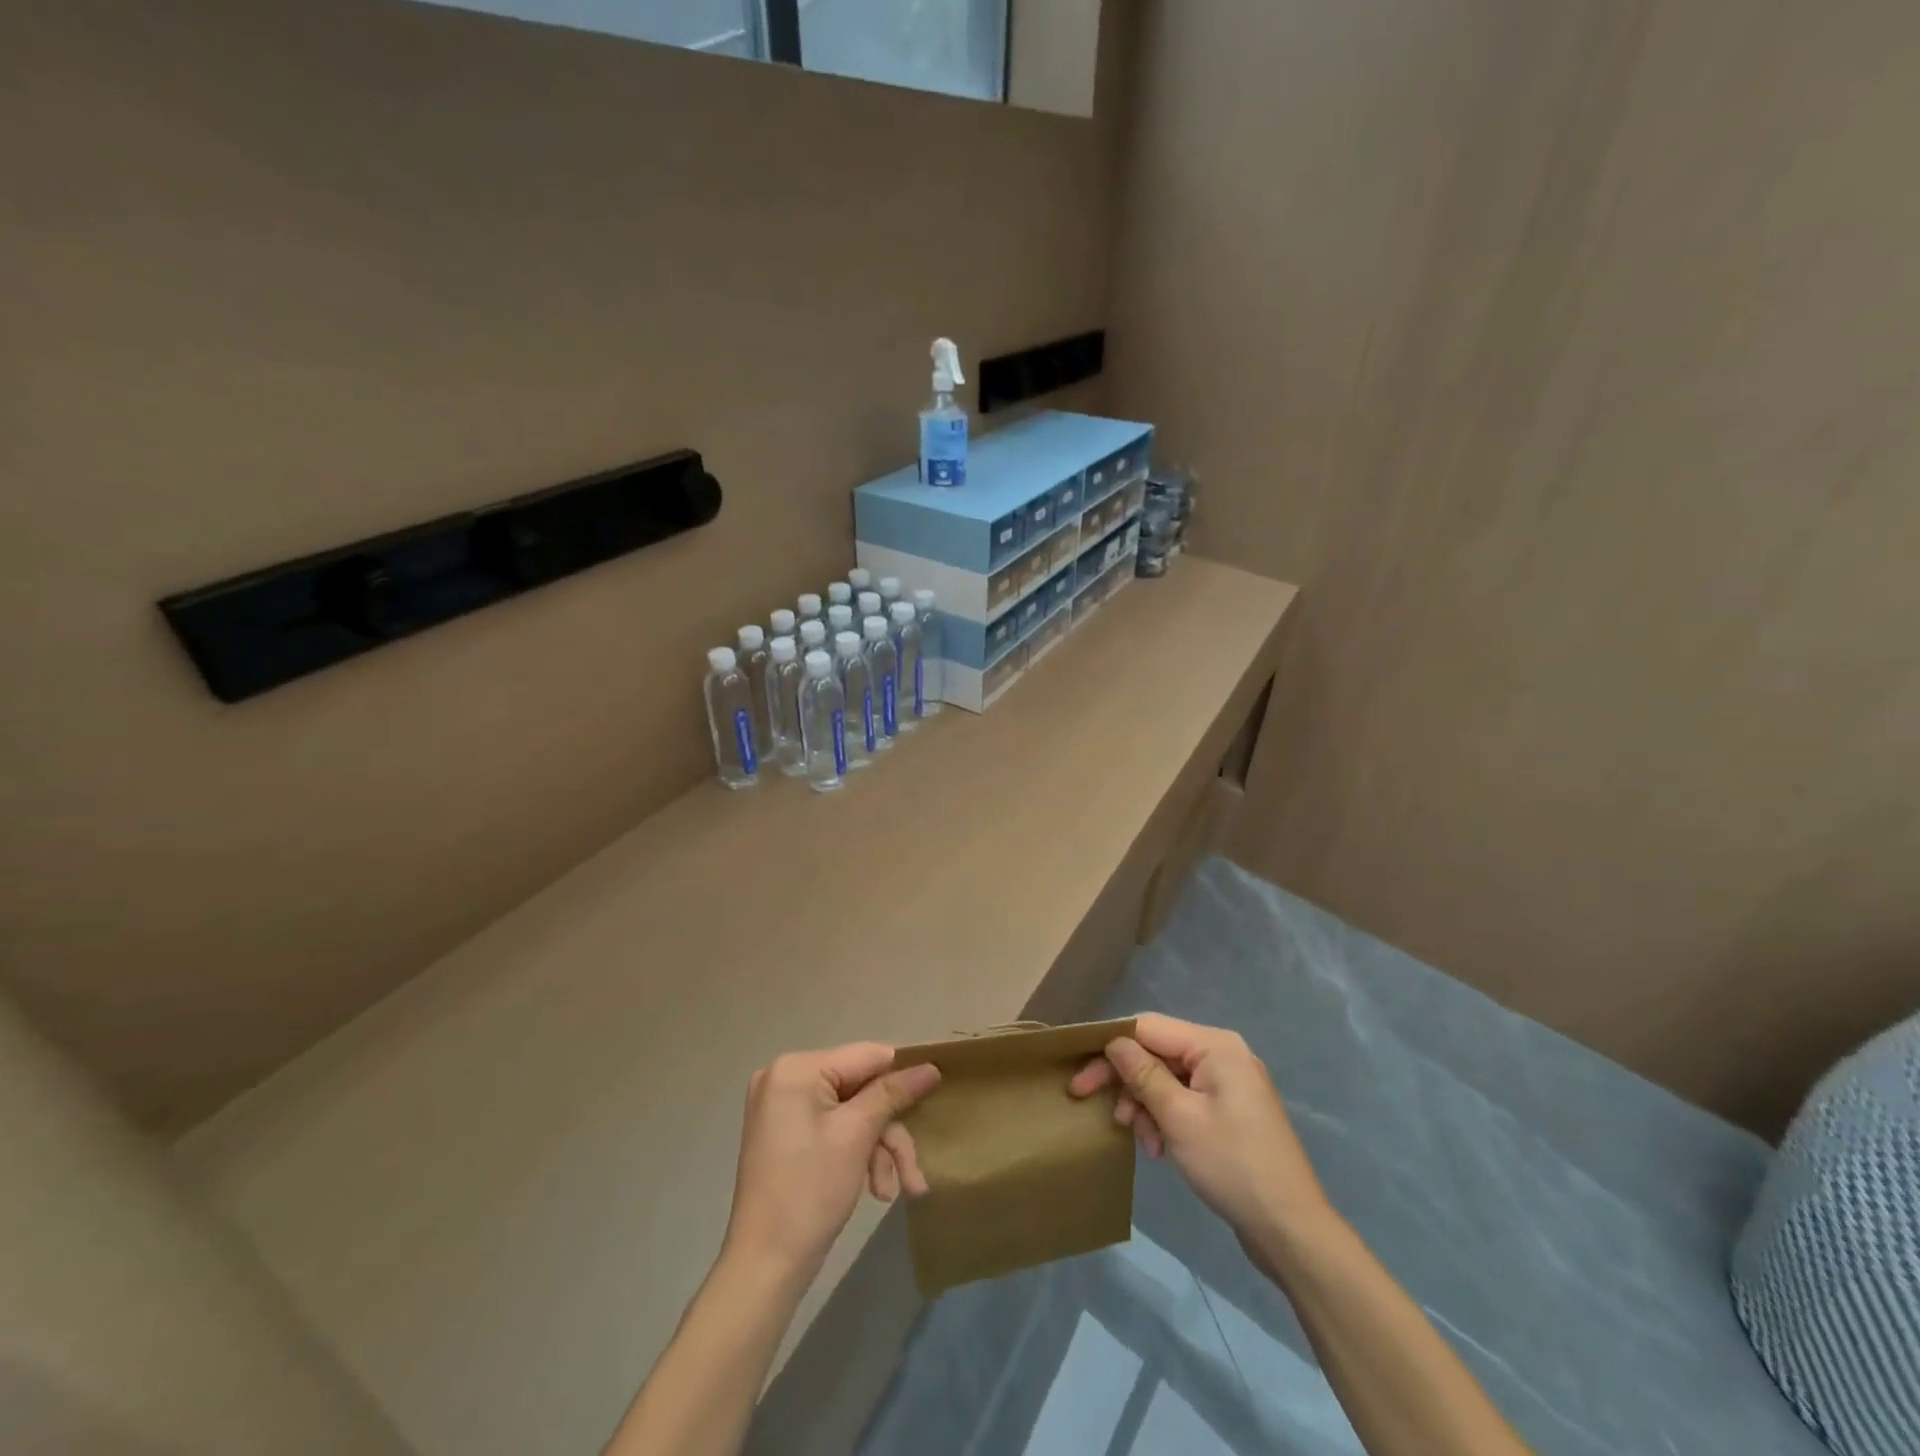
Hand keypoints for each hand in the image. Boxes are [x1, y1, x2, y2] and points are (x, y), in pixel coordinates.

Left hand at [722, 1043, 940, 1284]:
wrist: (763, 1268)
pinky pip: (835, 1128)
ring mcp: (783, 1106)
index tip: (933, 1101)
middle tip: (914, 1174)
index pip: (867, 1056)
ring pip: (853, 1113)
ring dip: (878, 1150)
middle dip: (889, 1132)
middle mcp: (786, 1077)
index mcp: (796, 1068)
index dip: (902, 1077)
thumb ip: (893, 1094)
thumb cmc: (810, 1192)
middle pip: (861, 1090)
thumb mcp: (857, 1136)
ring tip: (895, 1192)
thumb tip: (931, 1066)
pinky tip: (875, 1190)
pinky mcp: (786, 1133)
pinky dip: (858, 1154)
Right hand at [1068, 1013, 1327, 1242]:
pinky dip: (1166, 1117)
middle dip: (1127, 1081)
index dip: (1110, 1048)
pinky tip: (1159, 1147)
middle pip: (1157, 1053)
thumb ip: (1143, 1075)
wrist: (1291, 1229)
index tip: (1081, 1076)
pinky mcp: (1231, 1110)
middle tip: (1089, 1103)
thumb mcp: (1178, 1118)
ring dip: (1145, 1104)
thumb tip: (1114, 1042)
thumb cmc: (1232, 1165)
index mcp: (1215, 1045)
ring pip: (1168, 1078)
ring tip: (1141, 1139)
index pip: (1148, 1028)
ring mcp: (1229, 1083)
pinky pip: (1185, 1099)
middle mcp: (1223, 1054)